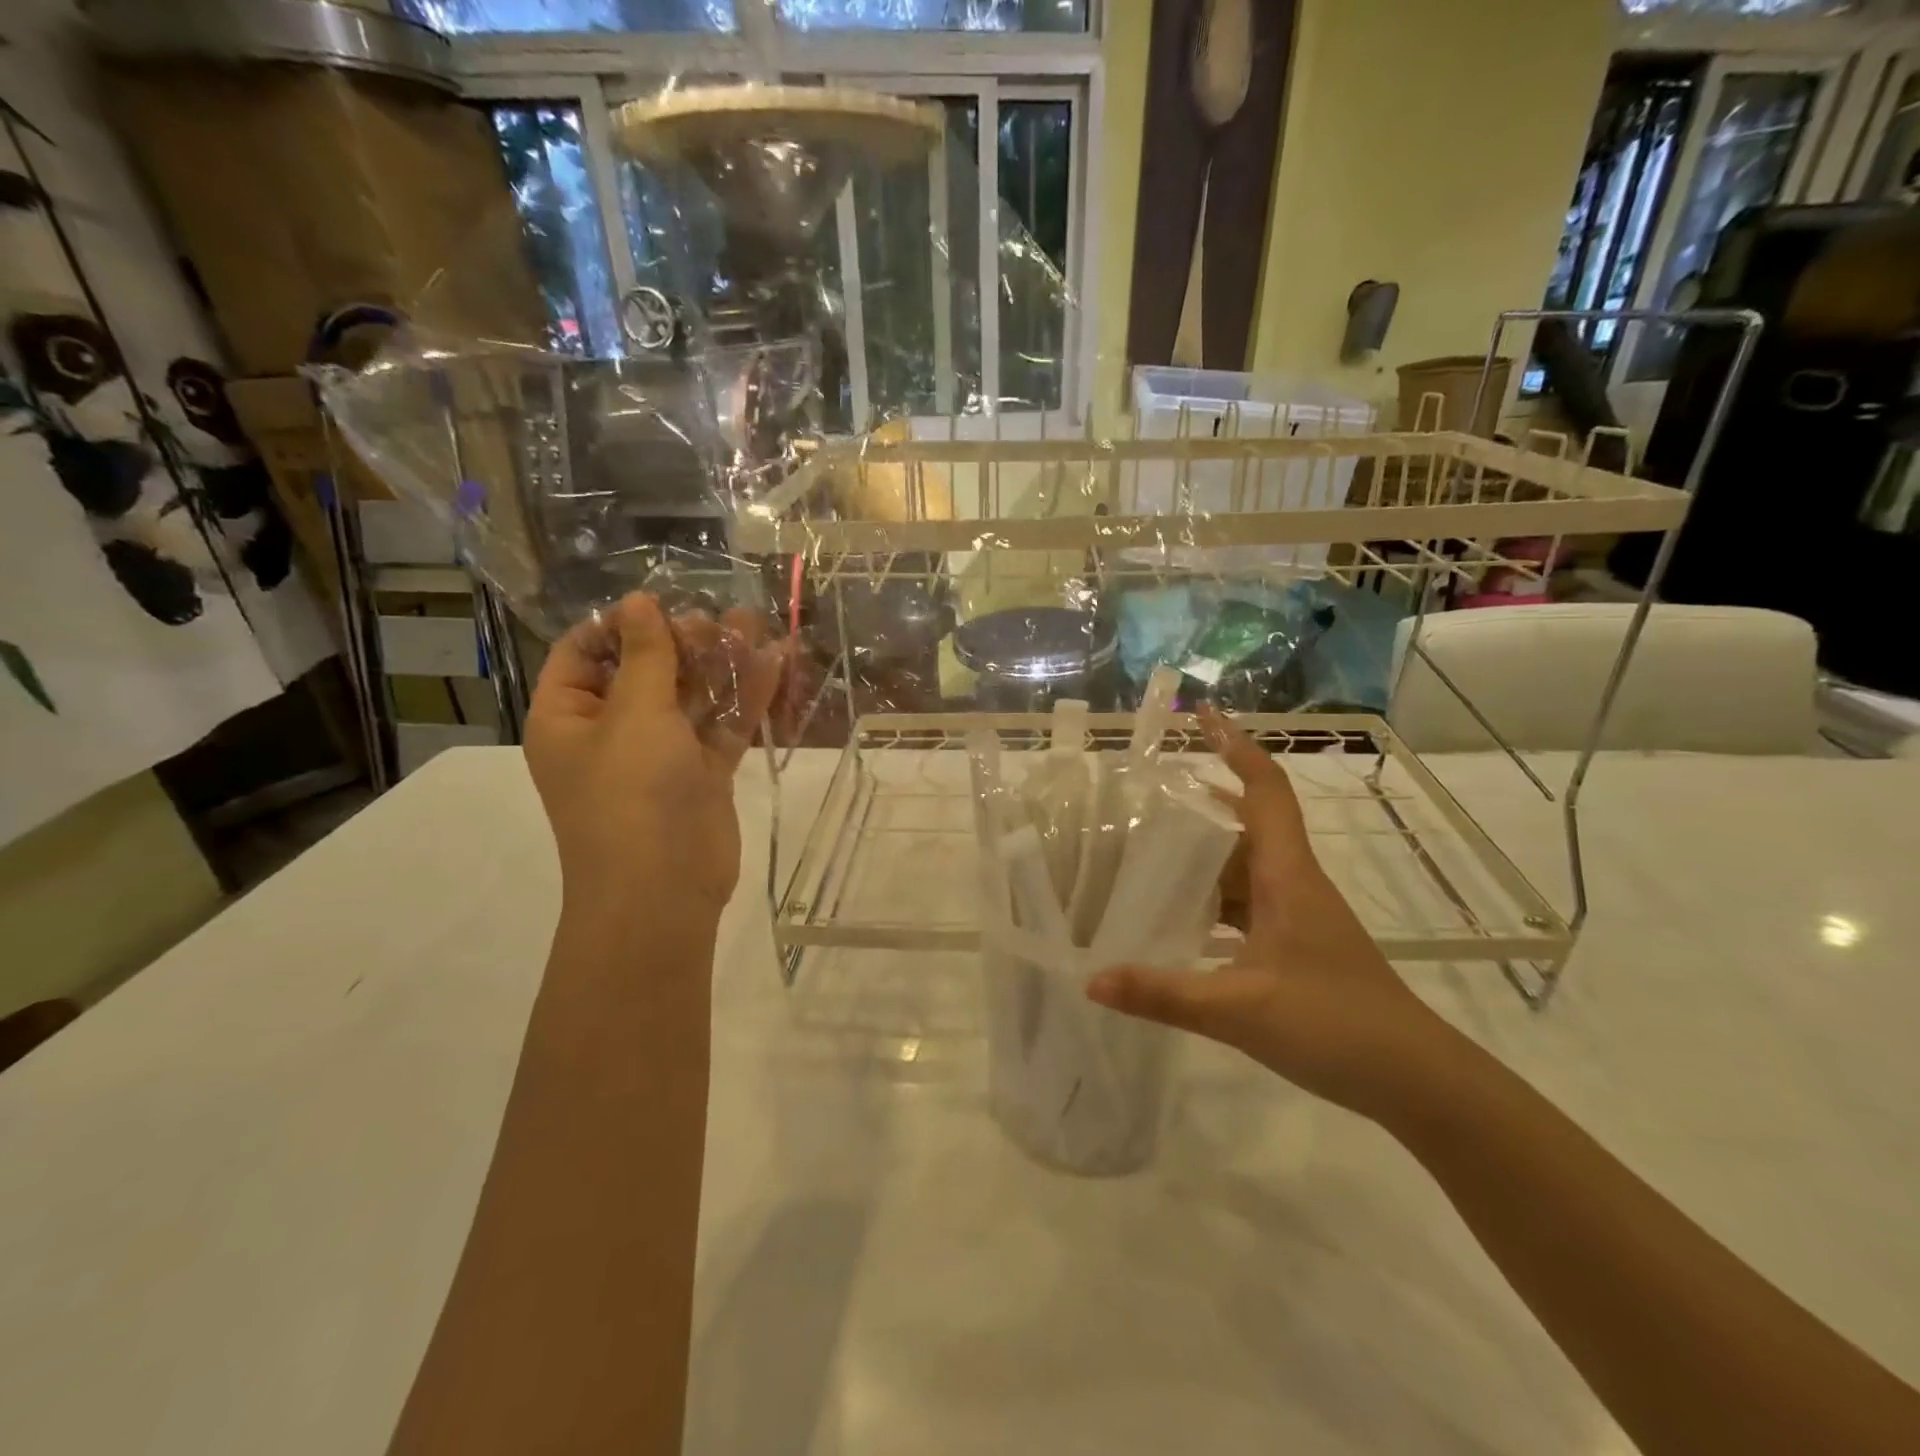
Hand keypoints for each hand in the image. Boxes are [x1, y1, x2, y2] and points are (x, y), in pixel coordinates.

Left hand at [523, 593, 784, 924]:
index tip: (660, 604)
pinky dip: (744, 699)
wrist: (664, 890)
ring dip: (720, 664)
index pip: (581, 653)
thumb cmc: (631, 794)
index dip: (617, 625)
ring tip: (753, 626)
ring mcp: (660, 754)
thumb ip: (646, 655)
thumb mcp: (635, 714)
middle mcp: (611, 732)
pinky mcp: (702, 774)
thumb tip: (638, 601)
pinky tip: (774, 664)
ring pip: (690, 697)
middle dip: (682, 642)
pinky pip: (721, 727)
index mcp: (569, 717)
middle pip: (645, 670)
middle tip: (716, 621)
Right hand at [1087, 707, 1449, 1119]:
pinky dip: (1209, 898)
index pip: (1265, 790)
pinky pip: (1244, 903)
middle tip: (1144, 796)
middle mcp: (1292, 882)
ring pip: (1242, 866)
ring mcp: (1296, 914)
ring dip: (1201, 854)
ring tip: (1145, 852)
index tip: (1204, 716)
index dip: (1236, 747)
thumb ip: (1164, 994)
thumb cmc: (1336, 1026)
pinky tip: (1175, 917)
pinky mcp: (1295, 944)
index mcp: (1286, 875)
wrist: (1416, 1080)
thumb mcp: (1240, 1010)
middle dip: (1199, 801)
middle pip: (1246, 822)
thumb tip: (1092, 980)